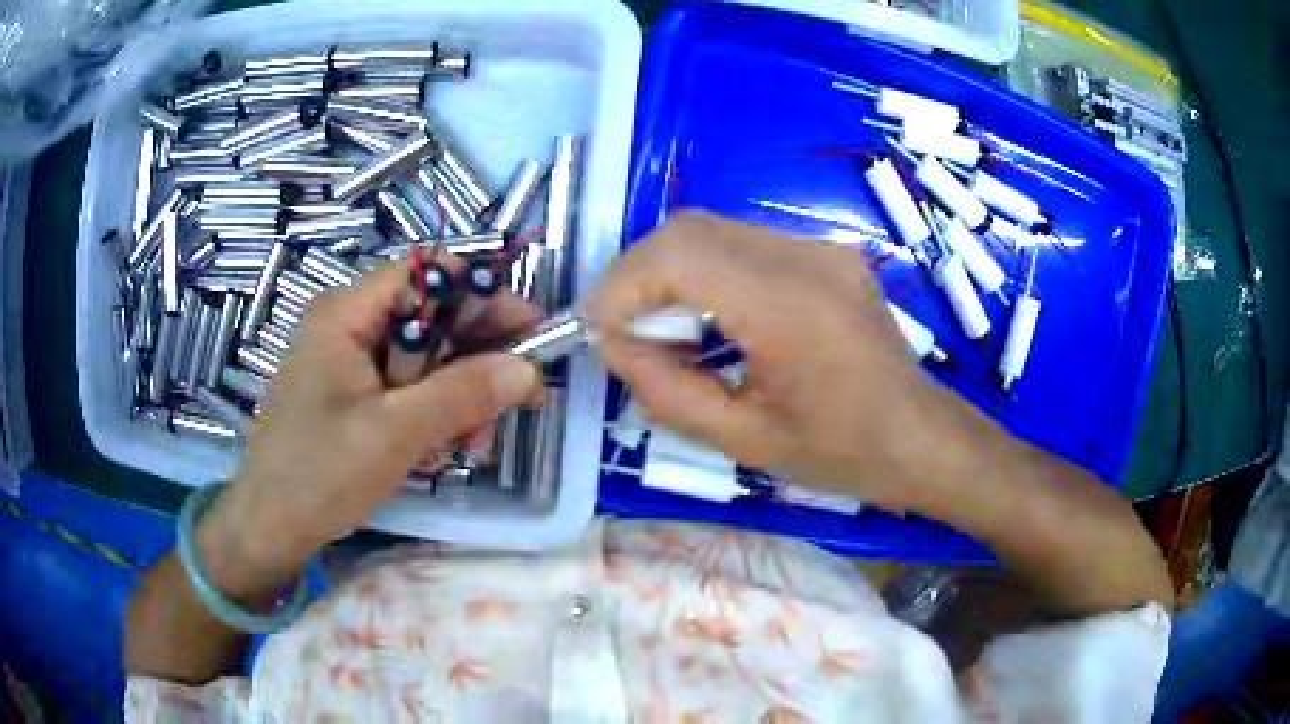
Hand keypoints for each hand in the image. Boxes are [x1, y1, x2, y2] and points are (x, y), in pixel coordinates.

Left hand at [200, 260, 541, 595]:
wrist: (270, 527)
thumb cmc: (320, 473)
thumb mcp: (394, 433)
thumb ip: (461, 394)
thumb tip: (527, 369)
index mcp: (346, 313)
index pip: (426, 274)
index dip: (480, 294)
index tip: (527, 331)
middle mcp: (348, 325)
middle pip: (431, 318)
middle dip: (474, 361)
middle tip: (517, 401)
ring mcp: (349, 362)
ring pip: (425, 360)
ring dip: (458, 398)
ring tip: (472, 446)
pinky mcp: (353, 395)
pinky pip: (407, 389)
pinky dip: (433, 415)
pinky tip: (444, 451)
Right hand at [585, 211, 964, 512]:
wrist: (917, 435)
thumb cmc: (840, 452)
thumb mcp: (742, 440)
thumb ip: (664, 390)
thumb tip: (611, 342)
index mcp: (790, 308)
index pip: (679, 255)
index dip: (622, 284)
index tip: (598, 329)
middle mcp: (806, 257)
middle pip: (690, 229)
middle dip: (638, 274)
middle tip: (623, 329)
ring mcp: (820, 247)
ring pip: (712, 229)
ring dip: (669, 270)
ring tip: (664, 328)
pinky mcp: (824, 251)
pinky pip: (743, 243)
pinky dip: (705, 270)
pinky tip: (709, 317)